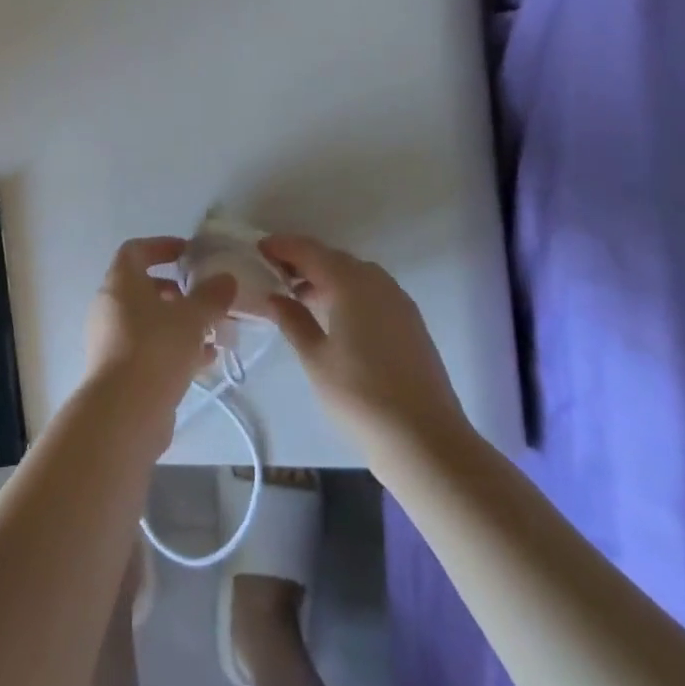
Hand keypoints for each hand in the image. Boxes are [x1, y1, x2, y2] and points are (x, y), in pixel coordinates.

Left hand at [84, 236, 237, 413]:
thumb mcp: (192, 317)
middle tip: (205, 297)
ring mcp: (112, 340)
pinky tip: (205, 361)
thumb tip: (226, 279)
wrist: (124, 413)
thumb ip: (212, 295)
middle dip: (178, 291)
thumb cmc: (156, 349)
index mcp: (120, 283)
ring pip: (150, 322)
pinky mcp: (120, 371)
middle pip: (144, 287)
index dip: (162, 246)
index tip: (189, 253)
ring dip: (181, 323)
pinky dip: (175, 348)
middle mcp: (110, 307)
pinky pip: (150, 349)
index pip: (136, 250)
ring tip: (214, 332)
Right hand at [258, 234, 470, 458]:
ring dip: (326, 276)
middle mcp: (377, 282)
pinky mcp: (411, 321)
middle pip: (333, 258)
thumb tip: (275, 297)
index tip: (258, 249)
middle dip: (303, 261)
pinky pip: (372, 291)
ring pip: (355, 274)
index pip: (309, 251)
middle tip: (274, 273)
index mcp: (350, 283)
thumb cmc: (360, 396)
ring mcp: (398, 301)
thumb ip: (293, 321)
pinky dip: (348, 292)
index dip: (282, 246)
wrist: (425, 440)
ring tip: (299, 296)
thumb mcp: (316, 359)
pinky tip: (334, 315)